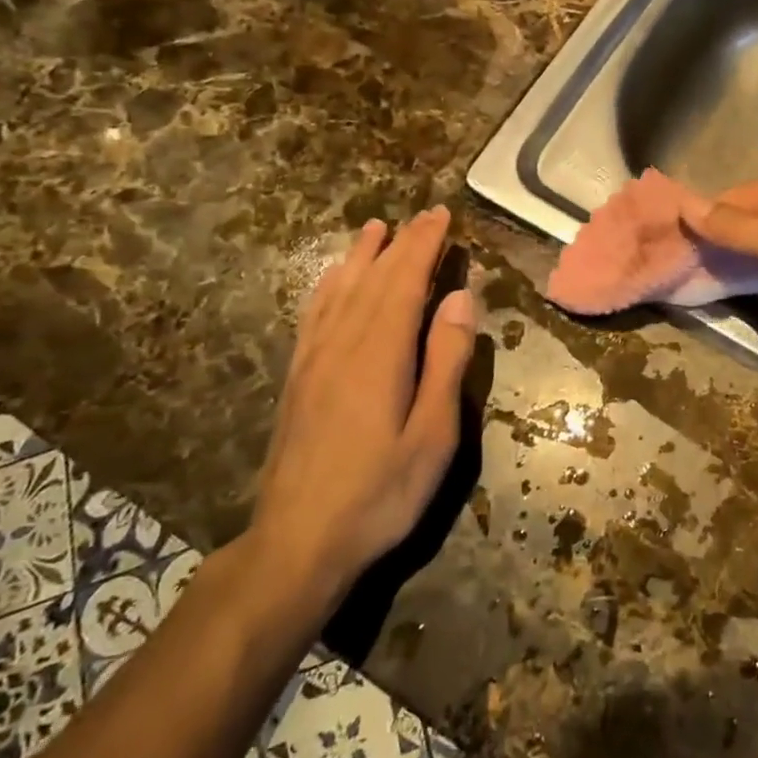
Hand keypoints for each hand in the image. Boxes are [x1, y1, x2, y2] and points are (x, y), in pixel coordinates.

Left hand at [247, 207, 475, 604]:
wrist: (297, 542)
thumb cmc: (379, 494)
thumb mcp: (432, 435)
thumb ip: (446, 362)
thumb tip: (459, 299)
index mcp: (380, 353)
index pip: (405, 281)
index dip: (424, 244)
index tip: (441, 214)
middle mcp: (343, 343)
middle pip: (374, 278)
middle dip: (400, 243)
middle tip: (422, 215)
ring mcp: (314, 359)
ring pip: (340, 290)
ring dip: (361, 255)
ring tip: (375, 228)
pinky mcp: (298, 378)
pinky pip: (314, 315)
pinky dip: (328, 285)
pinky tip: (333, 279)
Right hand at [685, 170, 757, 348]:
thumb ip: (739, 228)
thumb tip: (686, 204)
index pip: (719, 202)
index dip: (691, 228)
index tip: (664, 259)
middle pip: (736, 217)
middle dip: (707, 243)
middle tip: (677, 277)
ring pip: (754, 236)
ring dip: (728, 257)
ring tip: (698, 283)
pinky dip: (753, 266)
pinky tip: (740, 284)